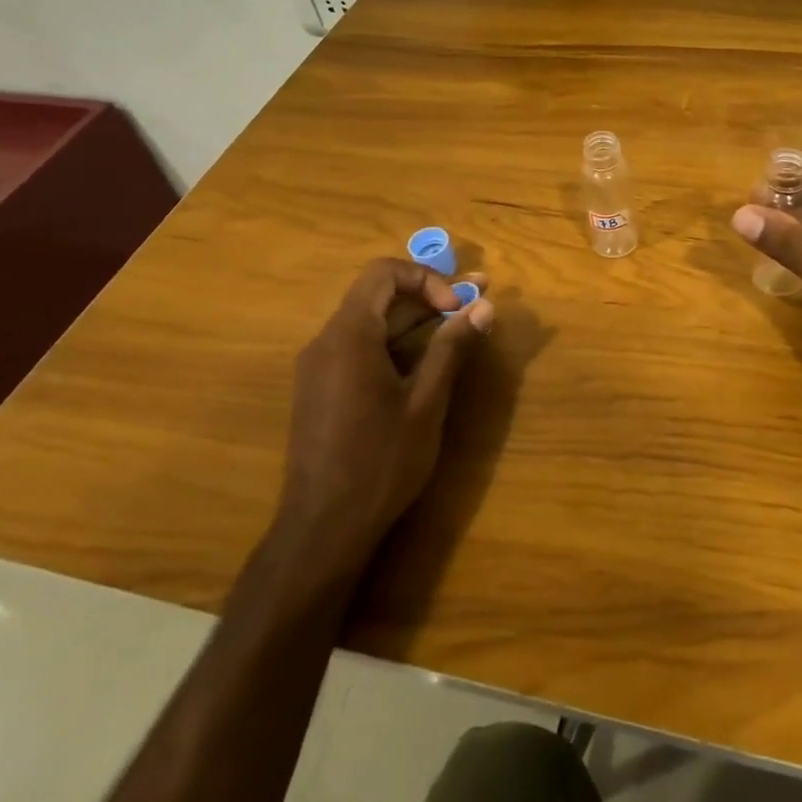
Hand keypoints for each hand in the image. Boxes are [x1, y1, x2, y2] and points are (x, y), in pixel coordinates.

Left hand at [274, 259, 493, 566]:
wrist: (322, 529)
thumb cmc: (380, 462)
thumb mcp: (426, 403)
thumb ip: (451, 348)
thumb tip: (484, 307)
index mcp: (349, 335)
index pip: (383, 273)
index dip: (427, 279)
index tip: (456, 309)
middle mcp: (326, 341)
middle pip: (377, 294)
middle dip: (428, 295)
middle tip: (476, 303)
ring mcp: (317, 366)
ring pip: (369, 321)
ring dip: (414, 319)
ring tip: (457, 328)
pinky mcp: (319, 389)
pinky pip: (357, 347)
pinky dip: (393, 342)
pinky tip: (422, 362)